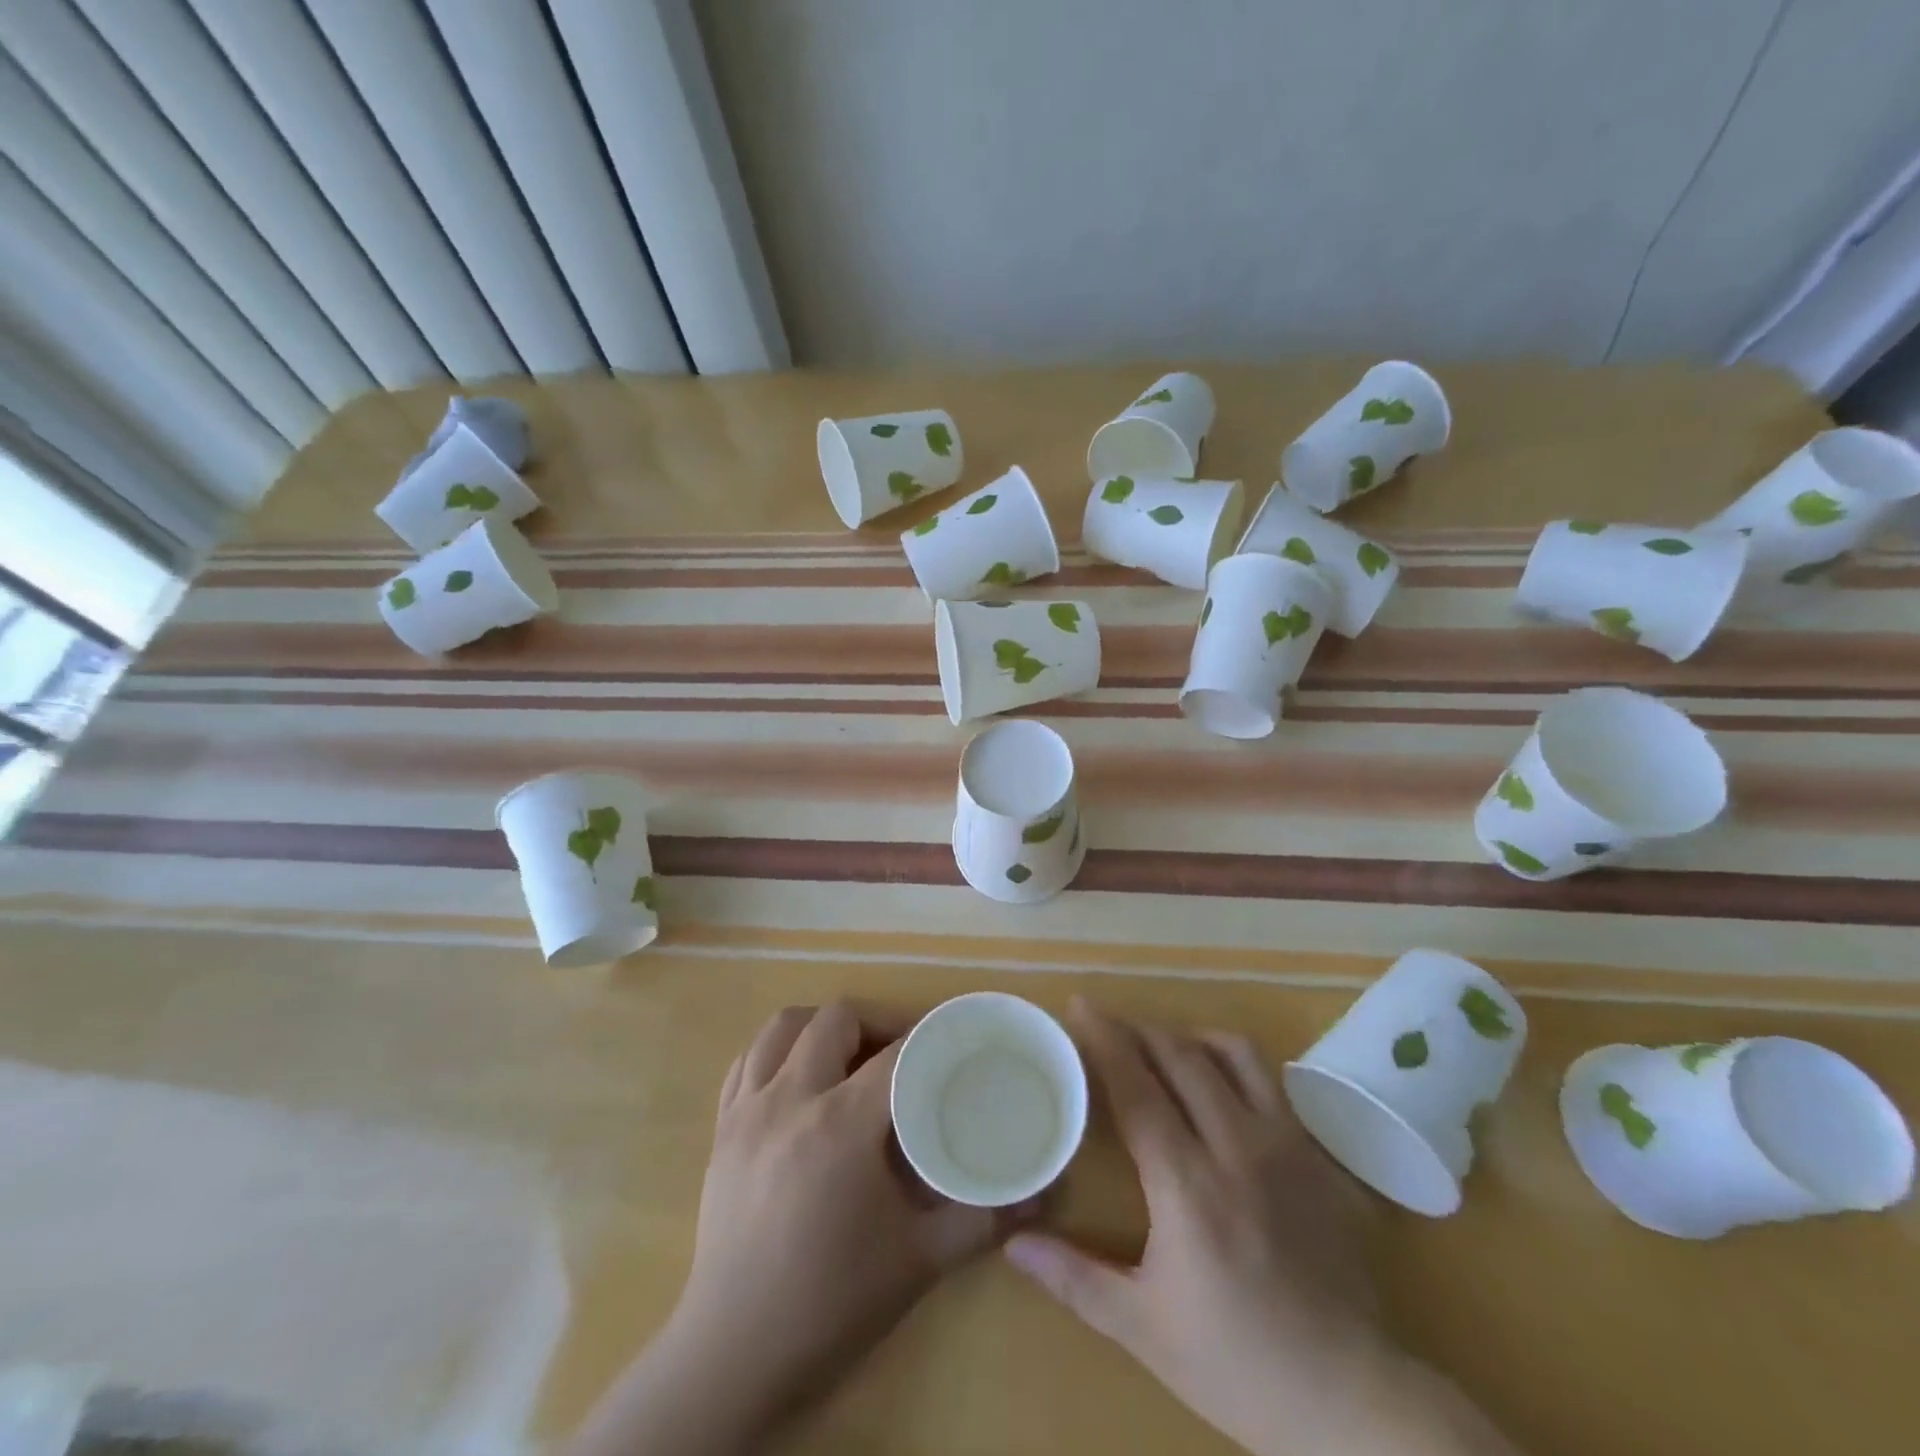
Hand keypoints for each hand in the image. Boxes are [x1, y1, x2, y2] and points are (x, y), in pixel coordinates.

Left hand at [570, 1002, 1026, 1455]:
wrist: (735, 1355)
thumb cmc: (832, 1303)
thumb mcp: (920, 1260)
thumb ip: (983, 1218)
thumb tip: (1042, 1192)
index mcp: (839, 1124)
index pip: (894, 1053)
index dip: (928, 1038)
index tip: (952, 1041)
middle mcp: (788, 1100)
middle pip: (835, 1019)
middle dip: (875, 1022)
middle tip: (903, 1050)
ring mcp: (746, 1111)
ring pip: (781, 1028)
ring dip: (821, 1026)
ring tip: (850, 1052)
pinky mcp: (721, 1130)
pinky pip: (746, 1061)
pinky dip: (777, 1051)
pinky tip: (798, 1077)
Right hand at [1006, 1000, 1516, 1455]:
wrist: (1353, 1401)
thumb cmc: (1237, 1365)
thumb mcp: (1143, 1329)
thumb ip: (1073, 1277)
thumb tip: (1011, 1243)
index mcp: (1187, 1184)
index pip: (1136, 1086)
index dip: (1104, 1038)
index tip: (1079, 1005)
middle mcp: (1236, 1146)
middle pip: (1180, 1055)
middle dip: (1137, 1028)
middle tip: (1107, 1025)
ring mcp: (1285, 1144)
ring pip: (1233, 1053)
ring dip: (1188, 1037)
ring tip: (1162, 1048)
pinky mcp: (1316, 1154)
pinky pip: (1271, 1080)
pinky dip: (1234, 1061)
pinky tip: (1219, 1083)